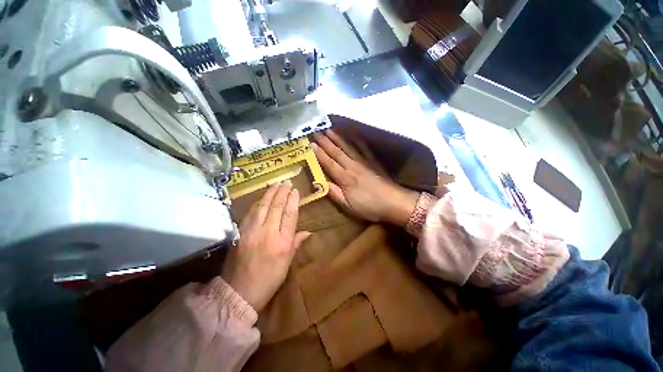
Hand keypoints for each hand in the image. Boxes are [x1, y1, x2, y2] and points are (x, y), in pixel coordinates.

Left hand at [222, 181, 310, 311]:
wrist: (239, 291)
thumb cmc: (269, 279)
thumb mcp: (287, 263)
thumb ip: (296, 243)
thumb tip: (308, 232)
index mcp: (282, 242)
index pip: (290, 214)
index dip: (293, 200)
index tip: (295, 190)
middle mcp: (268, 233)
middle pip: (276, 206)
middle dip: (282, 192)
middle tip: (286, 181)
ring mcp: (252, 231)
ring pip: (262, 206)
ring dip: (270, 193)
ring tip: (276, 184)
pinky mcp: (241, 232)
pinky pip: (251, 212)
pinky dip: (258, 202)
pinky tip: (262, 197)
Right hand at [312, 130, 419, 226]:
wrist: (395, 203)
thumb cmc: (370, 207)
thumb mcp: (349, 207)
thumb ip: (335, 194)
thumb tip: (320, 184)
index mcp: (345, 179)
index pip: (329, 164)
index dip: (319, 154)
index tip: (311, 144)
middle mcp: (352, 167)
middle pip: (337, 153)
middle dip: (325, 142)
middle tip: (316, 132)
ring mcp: (363, 162)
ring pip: (348, 147)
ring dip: (338, 138)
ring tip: (329, 129)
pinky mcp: (373, 161)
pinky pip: (363, 148)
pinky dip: (357, 140)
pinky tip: (352, 133)